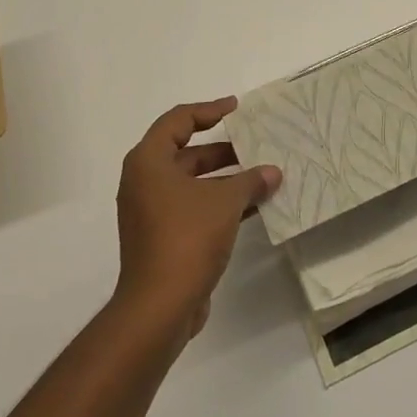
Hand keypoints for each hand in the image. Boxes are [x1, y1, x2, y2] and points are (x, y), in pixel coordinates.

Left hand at [113, 99, 281, 344]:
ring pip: (191, 182)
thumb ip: (250, 181)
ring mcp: (150, 212)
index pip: (178, 120)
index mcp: (148, 162)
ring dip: (224, 178)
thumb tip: (272, 172)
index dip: (208, 110)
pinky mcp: (161, 237)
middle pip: (185, 152)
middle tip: (254, 144)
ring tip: (261, 175)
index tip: (236, 108)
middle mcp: (144, 181)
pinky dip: (218, 202)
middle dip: (222, 149)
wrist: (159, 308)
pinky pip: (192, 207)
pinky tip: (252, 206)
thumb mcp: (225, 202)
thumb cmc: (187, 238)